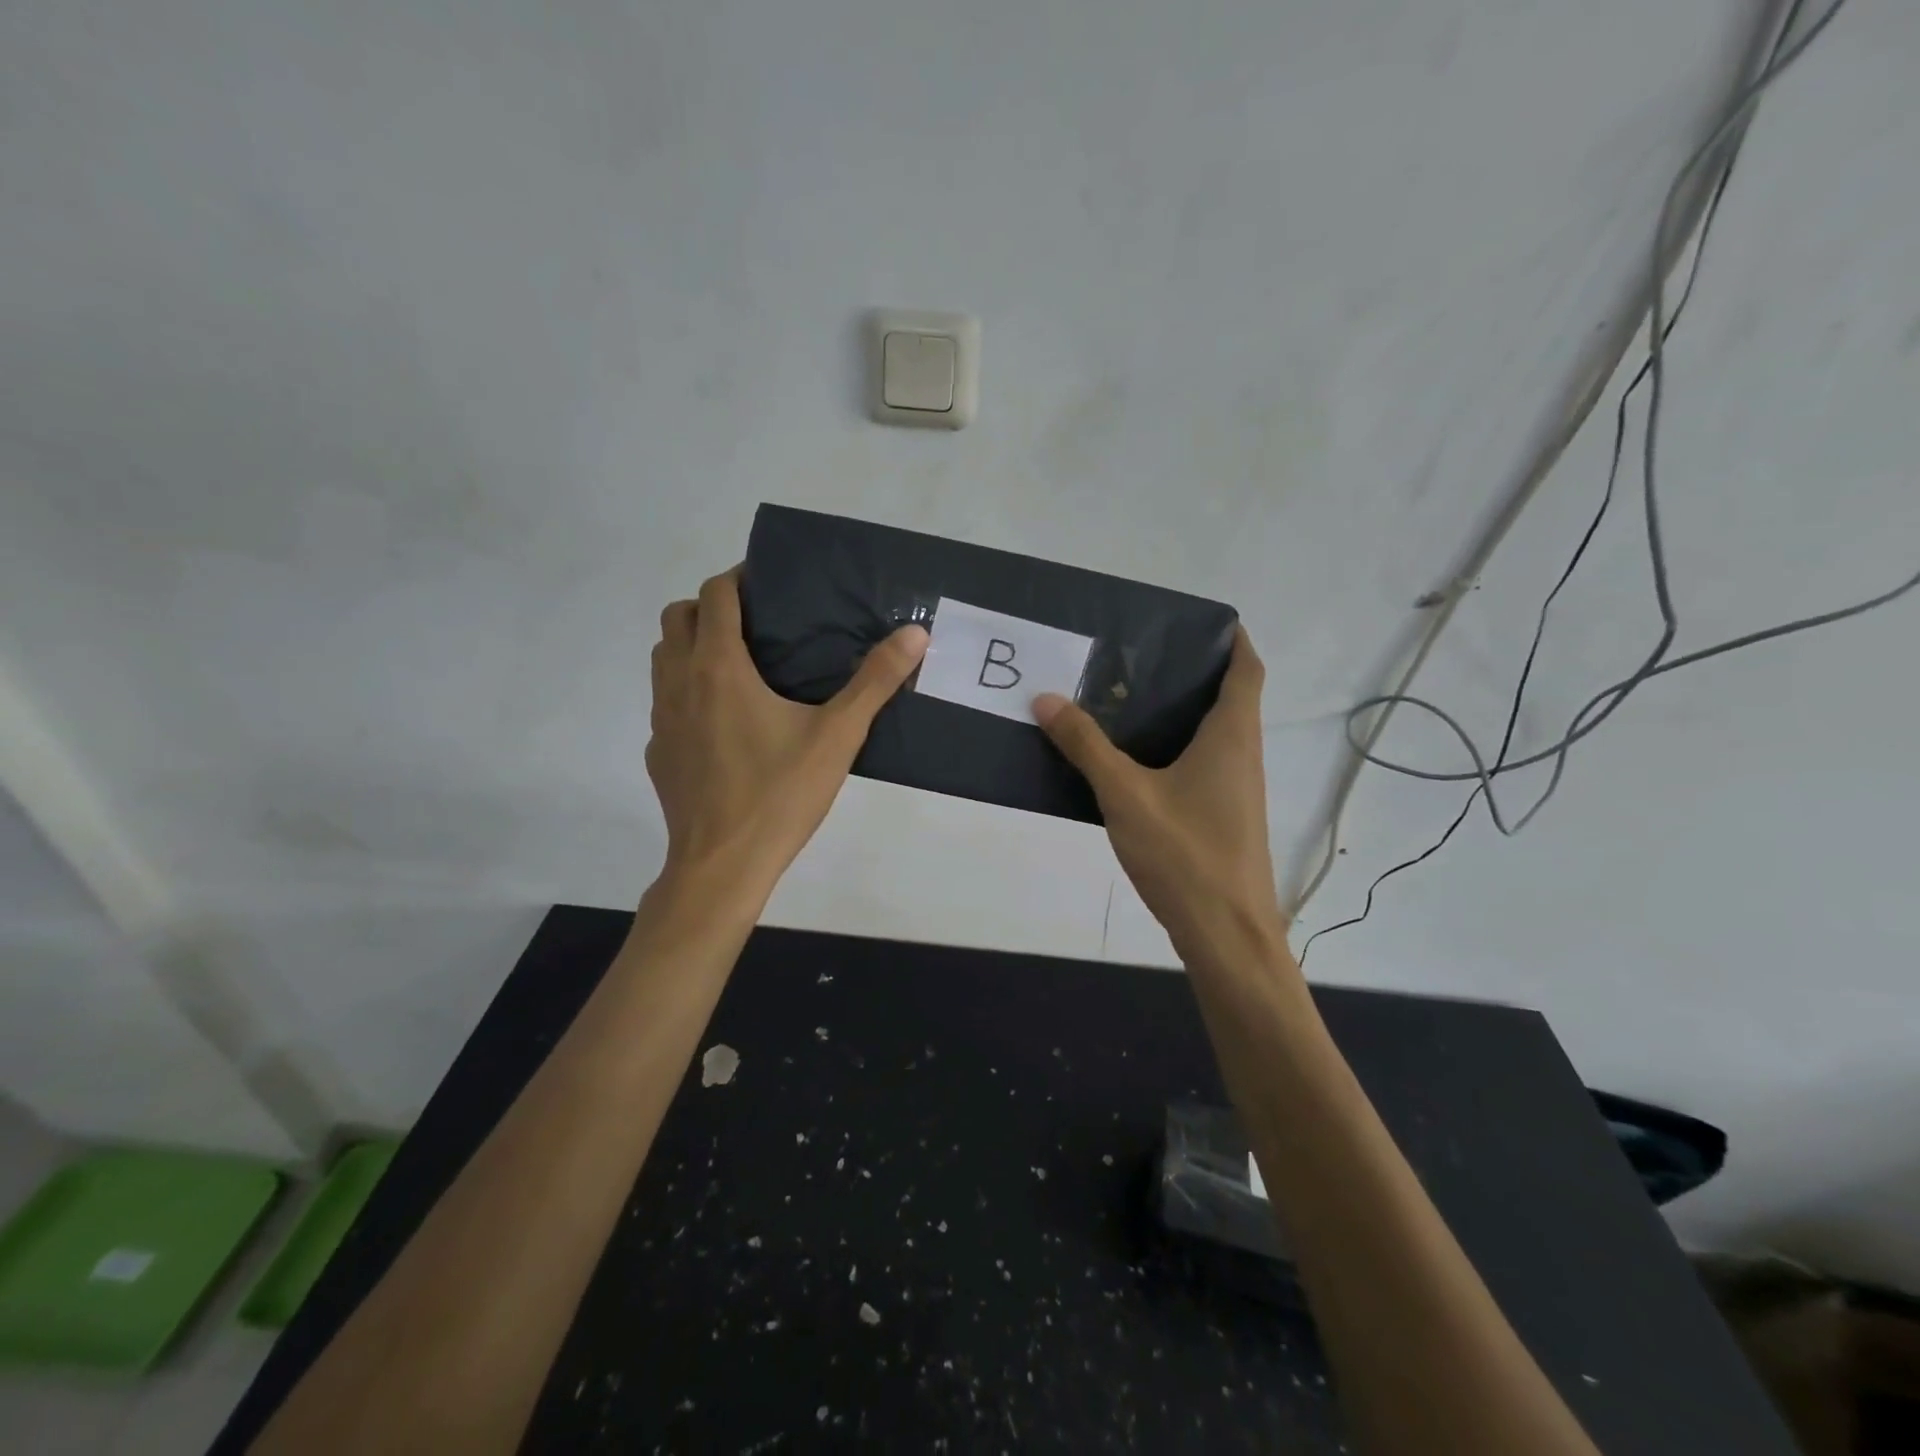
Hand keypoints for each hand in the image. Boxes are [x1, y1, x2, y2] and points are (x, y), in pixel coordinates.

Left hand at [647, 568, 928, 900]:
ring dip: (692, 646)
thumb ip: (875, 681)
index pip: (715, 595)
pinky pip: (666, 703)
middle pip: (678, 618)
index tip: (770, 585)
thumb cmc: (779, 794)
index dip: (739, 578)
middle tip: (756, 624)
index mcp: (718, 667)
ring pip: (663, 658)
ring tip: (740, 666)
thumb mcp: (837, 736)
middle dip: (711, 607)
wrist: (722, 866)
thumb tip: (915, 633)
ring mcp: (662, 720)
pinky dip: (688, 692)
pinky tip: (726, 724)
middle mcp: (679, 682)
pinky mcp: (659, 753)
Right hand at [1034, 627, 1284, 958]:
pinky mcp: (1223, 816)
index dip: (1231, 639)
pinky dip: (1174, 748)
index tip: (1194, 622)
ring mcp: (1236, 789)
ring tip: (1126, 698)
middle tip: (1138, 656)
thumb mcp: (1126, 794)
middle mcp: (1242, 755)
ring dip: (1180, 712)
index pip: (1247, 668)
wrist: (1225, 934)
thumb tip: (1046, 698)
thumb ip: (1086, 746)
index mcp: (1231, 736)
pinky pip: (1201, 764)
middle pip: (1228, 697)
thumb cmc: (1185, 854)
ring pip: (1213, 733)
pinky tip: (1131, 760)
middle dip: (1191, 672)